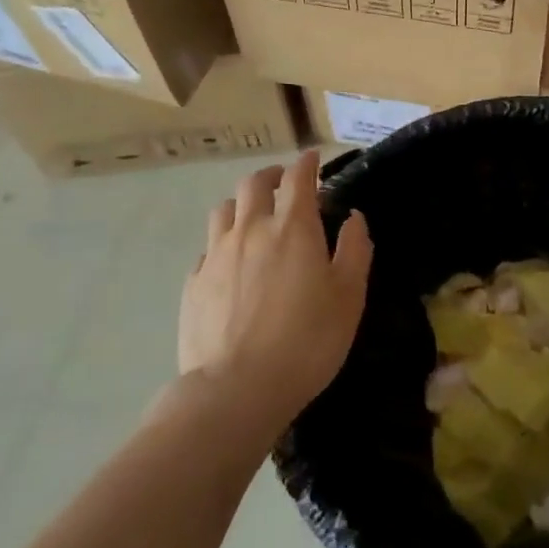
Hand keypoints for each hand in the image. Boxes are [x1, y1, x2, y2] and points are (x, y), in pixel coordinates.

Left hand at [180, 150, 371, 429]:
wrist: (237, 389)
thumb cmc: (307, 340)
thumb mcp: (349, 296)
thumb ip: (354, 250)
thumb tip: (353, 218)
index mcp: (293, 227)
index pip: (298, 178)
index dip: (307, 163)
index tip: (313, 158)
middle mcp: (251, 230)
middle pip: (254, 184)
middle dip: (271, 176)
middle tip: (283, 183)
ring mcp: (216, 255)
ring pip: (225, 210)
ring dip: (242, 203)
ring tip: (253, 215)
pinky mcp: (194, 283)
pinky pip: (208, 247)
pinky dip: (223, 242)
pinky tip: (230, 261)